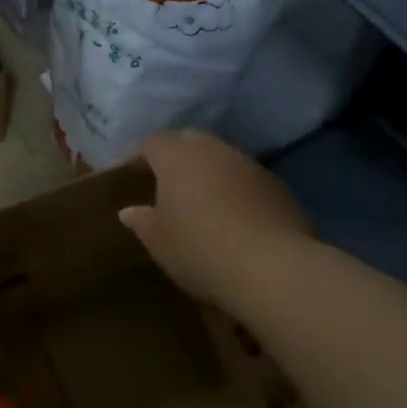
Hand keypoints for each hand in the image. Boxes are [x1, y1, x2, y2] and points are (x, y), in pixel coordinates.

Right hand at [119, 130, 315, 312]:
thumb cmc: (200, 249)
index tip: (135, 174)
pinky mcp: (277, 186)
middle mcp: (213, 150)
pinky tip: (236, 218)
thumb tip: (129, 211)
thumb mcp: (159, 242)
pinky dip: (237, 189)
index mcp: (177, 157)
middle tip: (168, 183)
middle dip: (177, 155)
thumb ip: (142, 222)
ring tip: (203, 201)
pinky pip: (247, 179)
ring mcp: (249, 165)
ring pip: (222, 157)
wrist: (272, 267)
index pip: (153, 142)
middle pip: (190, 140)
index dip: (142, 155)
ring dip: (210, 171)